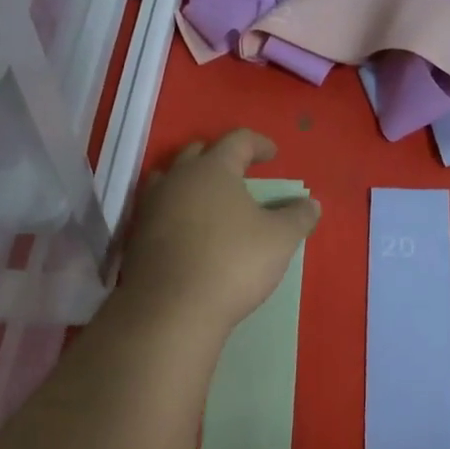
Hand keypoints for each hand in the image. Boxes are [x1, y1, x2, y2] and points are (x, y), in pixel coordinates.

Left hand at [119, 130, 319, 331]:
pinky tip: (189, 232)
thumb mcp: (279, 240)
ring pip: (171, 181)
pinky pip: (160, 212)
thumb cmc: (232, 263)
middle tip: (239, 174)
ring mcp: (151, 207)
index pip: (237, 140)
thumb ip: (298, 217)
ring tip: (209, 200)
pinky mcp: (137, 237)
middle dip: (221, 158)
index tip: (273, 154)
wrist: (171, 308)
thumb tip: (312, 204)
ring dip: (192, 184)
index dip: (259, 144)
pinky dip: (177, 213)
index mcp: (212, 169)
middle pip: (197, 154)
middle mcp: (176, 179)